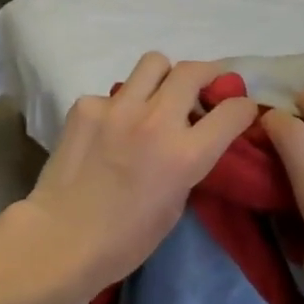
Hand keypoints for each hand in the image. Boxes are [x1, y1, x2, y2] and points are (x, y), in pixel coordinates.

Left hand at [19, 54, 256, 298]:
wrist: (60, 240)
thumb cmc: (126, 239)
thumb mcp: (177, 204)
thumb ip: (189, 163)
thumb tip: (193, 138)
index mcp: (186, 154)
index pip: (234, 110)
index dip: (243, 108)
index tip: (239, 110)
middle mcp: (156, 120)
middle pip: (194, 71)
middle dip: (208, 75)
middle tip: (204, 89)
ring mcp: (118, 107)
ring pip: (154, 62)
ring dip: (165, 77)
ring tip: (157, 97)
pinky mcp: (86, 106)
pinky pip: (114, 93)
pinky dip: (121, 105)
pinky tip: (110, 129)